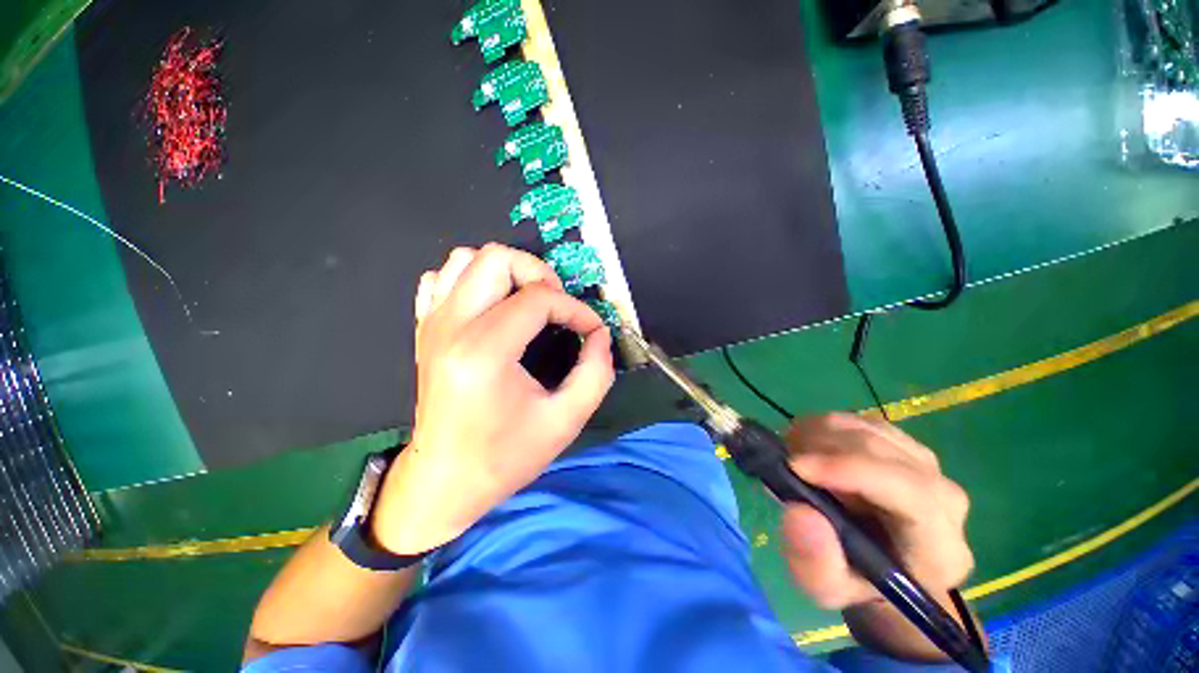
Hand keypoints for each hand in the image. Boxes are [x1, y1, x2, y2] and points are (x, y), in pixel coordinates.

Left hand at [371, 244, 614, 554]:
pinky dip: (472, 281)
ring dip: (507, 273)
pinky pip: (442, 278)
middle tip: (556, 306)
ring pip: (466, 259)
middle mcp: (452, 327)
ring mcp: (432, 324)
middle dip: (539, 274)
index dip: (575, 309)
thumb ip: (595, 372)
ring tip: (527, 303)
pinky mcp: (424, 329)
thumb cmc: (504, 457)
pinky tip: (491, 308)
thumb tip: (600, 335)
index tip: (591, 329)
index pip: (539, 299)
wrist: (444, 480)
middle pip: (497, 258)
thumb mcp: (565, 421)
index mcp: (485, 352)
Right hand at [779, 413, 973, 658]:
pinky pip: (860, 421)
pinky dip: (824, 427)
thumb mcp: (826, 589)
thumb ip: (814, 563)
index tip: (795, 466)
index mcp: (939, 547)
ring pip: (867, 428)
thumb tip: (799, 511)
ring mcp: (926, 464)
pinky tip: (808, 446)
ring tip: (792, 454)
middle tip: (782, 460)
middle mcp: (944, 497)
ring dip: (818, 434)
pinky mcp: (903, 444)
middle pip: (881, 449)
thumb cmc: (854, 581)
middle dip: (820, 447)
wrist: (881, 564)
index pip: (909, 492)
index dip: (849, 469)